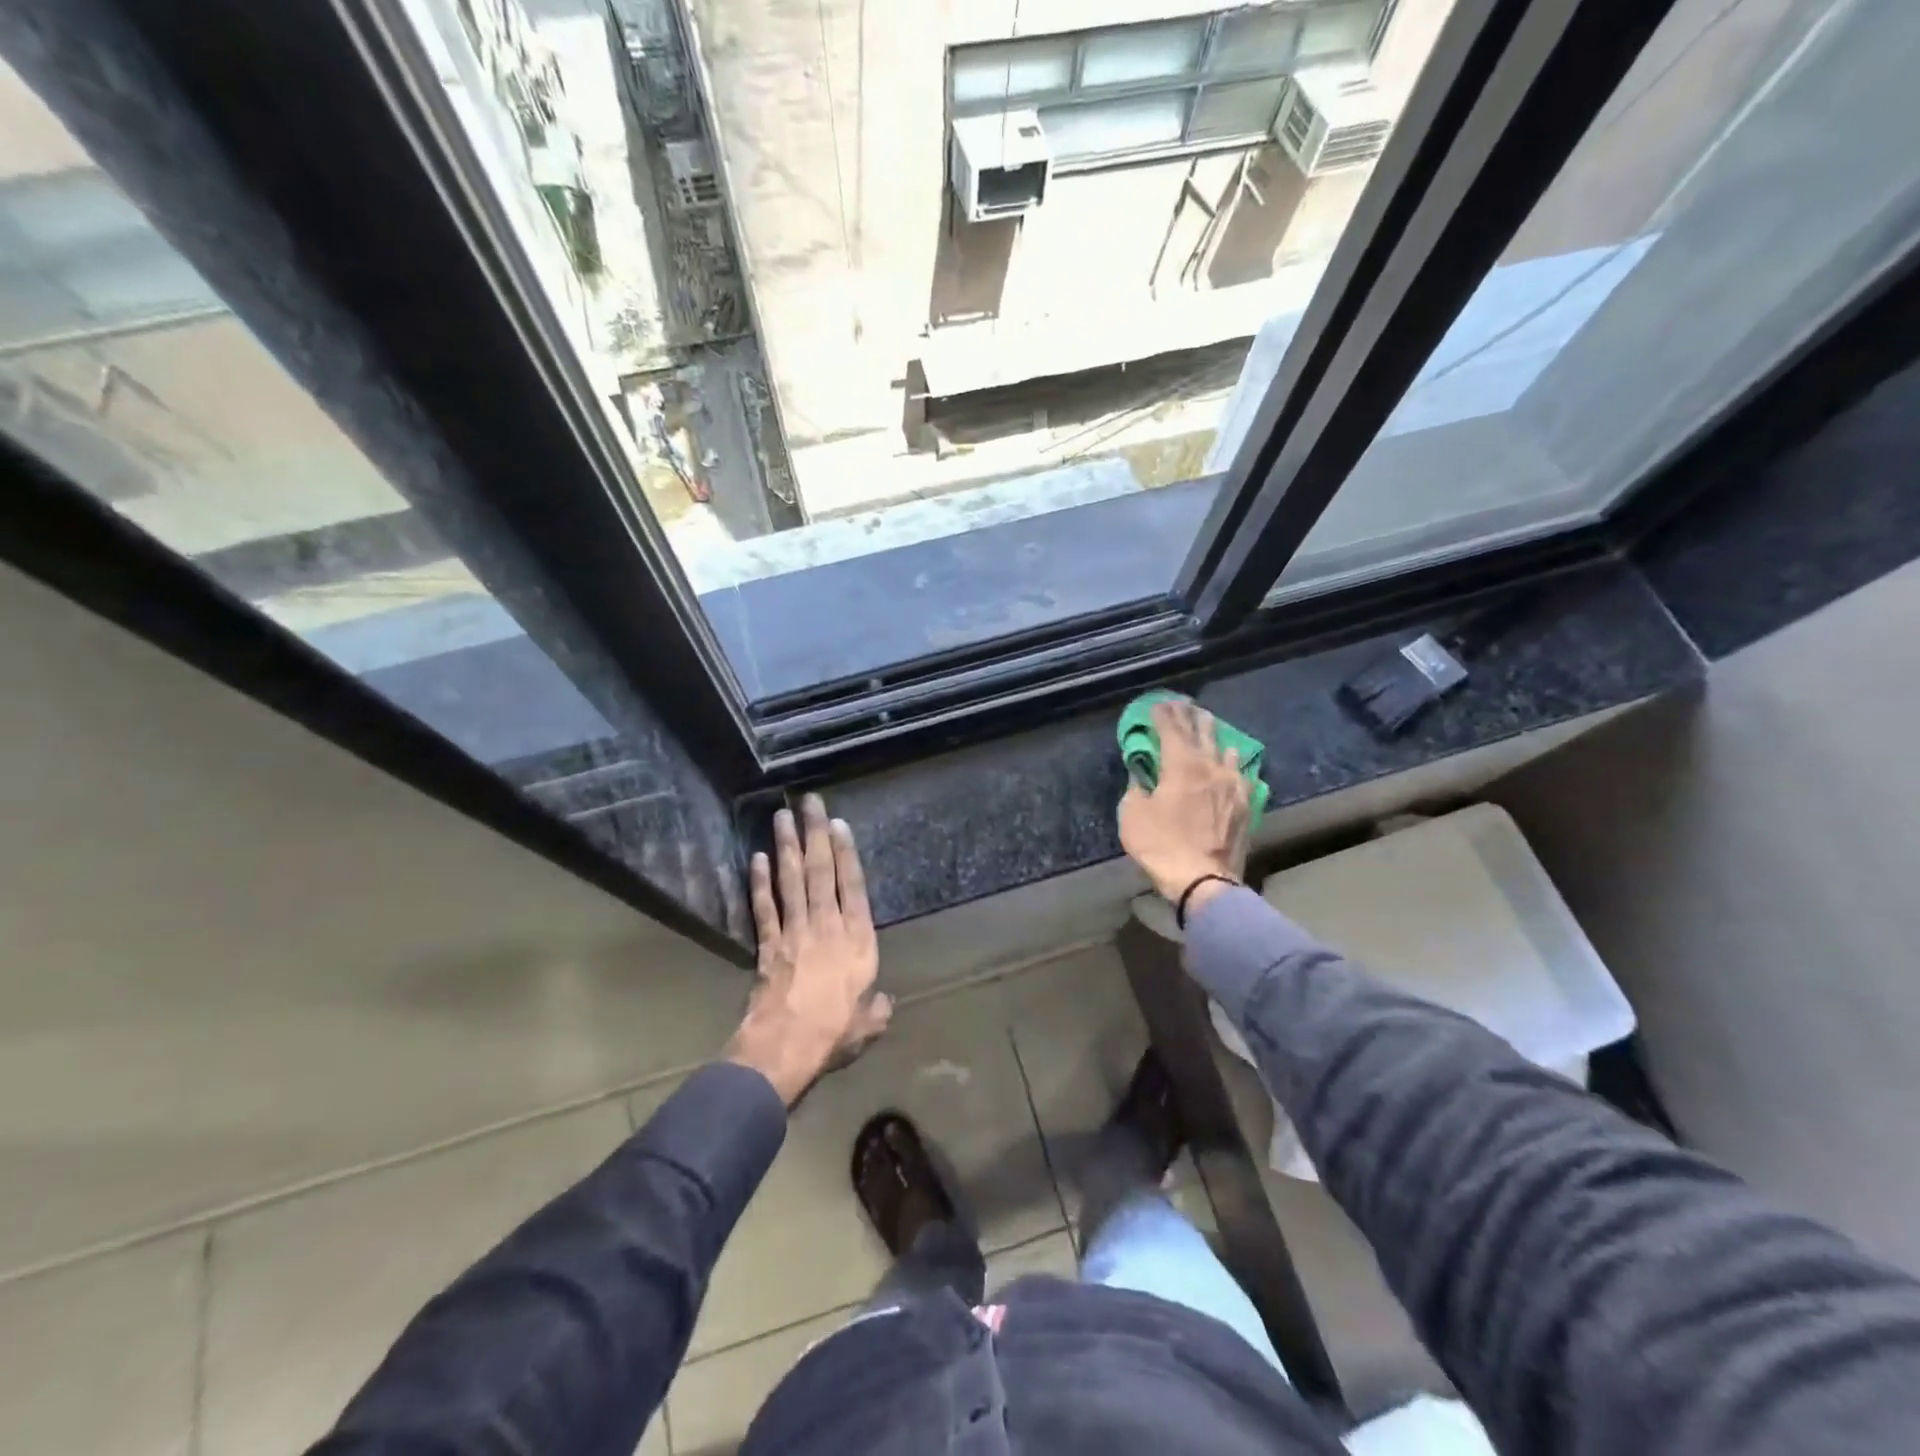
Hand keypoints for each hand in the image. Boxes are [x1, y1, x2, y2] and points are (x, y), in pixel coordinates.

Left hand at [727, 794, 891, 1105]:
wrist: (786, 1047)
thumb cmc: (834, 1033)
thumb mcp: (868, 1025)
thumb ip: (877, 1008)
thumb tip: (883, 1002)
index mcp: (857, 940)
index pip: (852, 886)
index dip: (846, 853)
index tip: (839, 824)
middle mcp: (826, 925)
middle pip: (819, 871)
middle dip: (815, 833)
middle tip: (810, 801)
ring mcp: (794, 931)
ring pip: (791, 880)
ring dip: (787, 845)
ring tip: (782, 815)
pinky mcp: (768, 944)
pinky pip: (764, 906)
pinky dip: (760, 882)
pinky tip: (758, 857)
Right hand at [1118, 699, 1250, 905]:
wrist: (1204, 879)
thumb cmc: (1162, 845)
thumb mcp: (1132, 815)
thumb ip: (1136, 790)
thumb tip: (1141, 779)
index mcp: (1181, 766)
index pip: (1171, 731)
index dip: (1163, 716)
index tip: (1158, 704)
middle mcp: (1210, 768)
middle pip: (1200, 734)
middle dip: (1189, 717)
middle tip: (1184, 704)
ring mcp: (1232, 786)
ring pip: (1225, 751)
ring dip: (1214, 735)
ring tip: (1210, 723)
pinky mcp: (1245, 806)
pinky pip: (1241, 776)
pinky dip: (1234, 764)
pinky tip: (1235, 763)